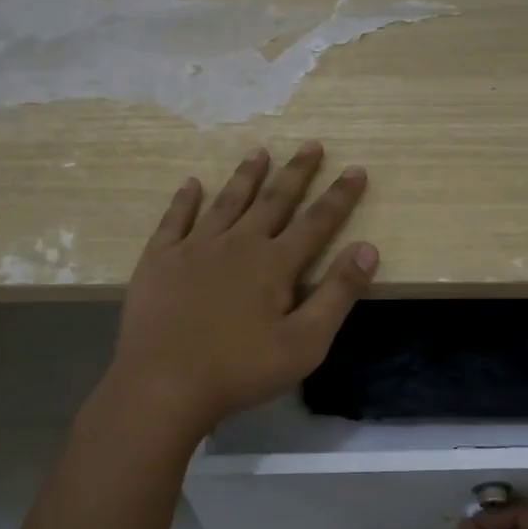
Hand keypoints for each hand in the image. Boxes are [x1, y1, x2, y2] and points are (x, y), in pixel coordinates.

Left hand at [104, 142, 378, 436]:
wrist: (164, 384)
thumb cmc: (240, 369)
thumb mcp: (305, 343)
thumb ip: (338, 294)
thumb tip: (368, 248)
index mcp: (274, 264)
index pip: (316, 222)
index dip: (340, 196)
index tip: (356, 169)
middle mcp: (237, 244)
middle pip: (273, 200)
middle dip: (296, 172)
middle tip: (311, 144)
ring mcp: (194, 248)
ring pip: (227, 202)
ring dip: (246, 176)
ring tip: (259, 151)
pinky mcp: (159, 259)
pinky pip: (175, 220)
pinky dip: (184, 200)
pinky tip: (191, 184)